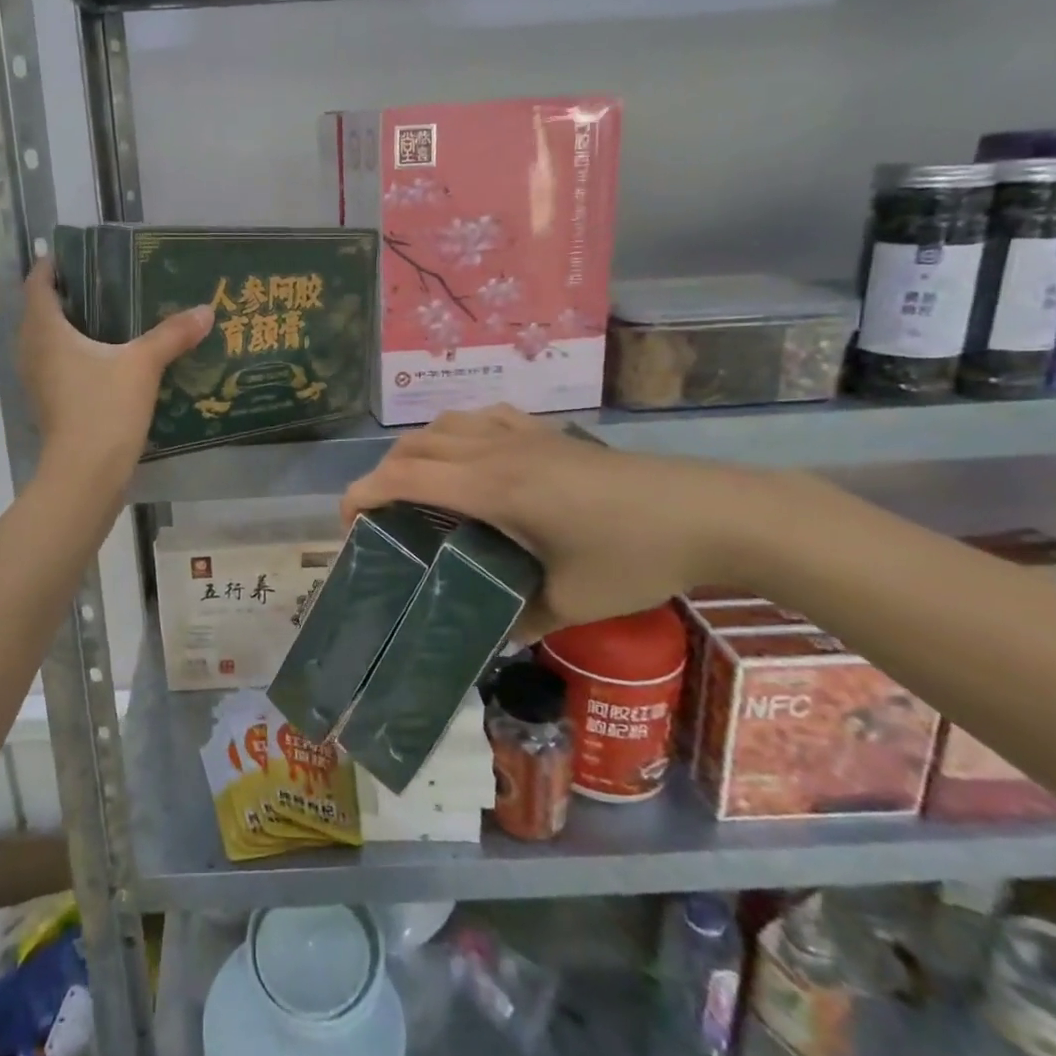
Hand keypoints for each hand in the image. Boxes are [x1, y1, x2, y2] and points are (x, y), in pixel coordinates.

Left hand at [18, 260, 213, 487]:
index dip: (54, 265)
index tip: (79, 254)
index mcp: (45, 331)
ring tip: (112, 317)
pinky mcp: (50, 404)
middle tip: (107, 282)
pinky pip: (58, 365)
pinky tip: (110, 359)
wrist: (84, 476)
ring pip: (49, 341)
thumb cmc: (103, 409)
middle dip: (69, 295)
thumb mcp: (142, 366)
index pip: (38, 284)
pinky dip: (77, 355)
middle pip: (42, 311)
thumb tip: (206, 310)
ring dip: (72, 327)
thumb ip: (172, 335)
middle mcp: (32, 351)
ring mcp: (38, 381)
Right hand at [340, 405, 782, 640]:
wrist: (708, 511)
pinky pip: (482, 417)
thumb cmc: (635, 557)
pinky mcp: (547, 432)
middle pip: (414, 446)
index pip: (404, 475)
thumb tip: (483, 639)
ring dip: (416, 450)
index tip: (347, 524)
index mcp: (492, 486)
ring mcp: (522, 434)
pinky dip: (456, 432)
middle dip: (382, 475)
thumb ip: (517, 621)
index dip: (363, 493)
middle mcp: (495, 449)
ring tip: (416, 487)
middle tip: (380, 517)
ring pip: (444, 424)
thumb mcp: (570, 603)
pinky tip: (470, 456)